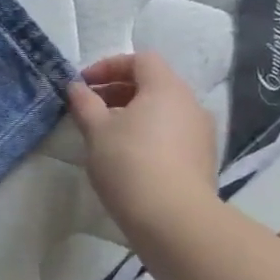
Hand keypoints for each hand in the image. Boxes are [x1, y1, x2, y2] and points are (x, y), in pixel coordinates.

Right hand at [67, 52, 220, 250]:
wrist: (174, 219)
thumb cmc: (129, 163)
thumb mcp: (96, 130)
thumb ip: (84, 103)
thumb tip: (76, 87)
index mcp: (166, 88)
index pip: (140, 59)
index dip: (109, 66)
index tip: (84, 85)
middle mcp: (190, 104)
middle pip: (153, 83)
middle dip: (118, 91)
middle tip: (90, 109)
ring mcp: (201, 133)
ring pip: (163, 110)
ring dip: (133, 114)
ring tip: (106, 136)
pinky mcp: (203, 160)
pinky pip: (172, 134)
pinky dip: (149, 134)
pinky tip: (129, 158)